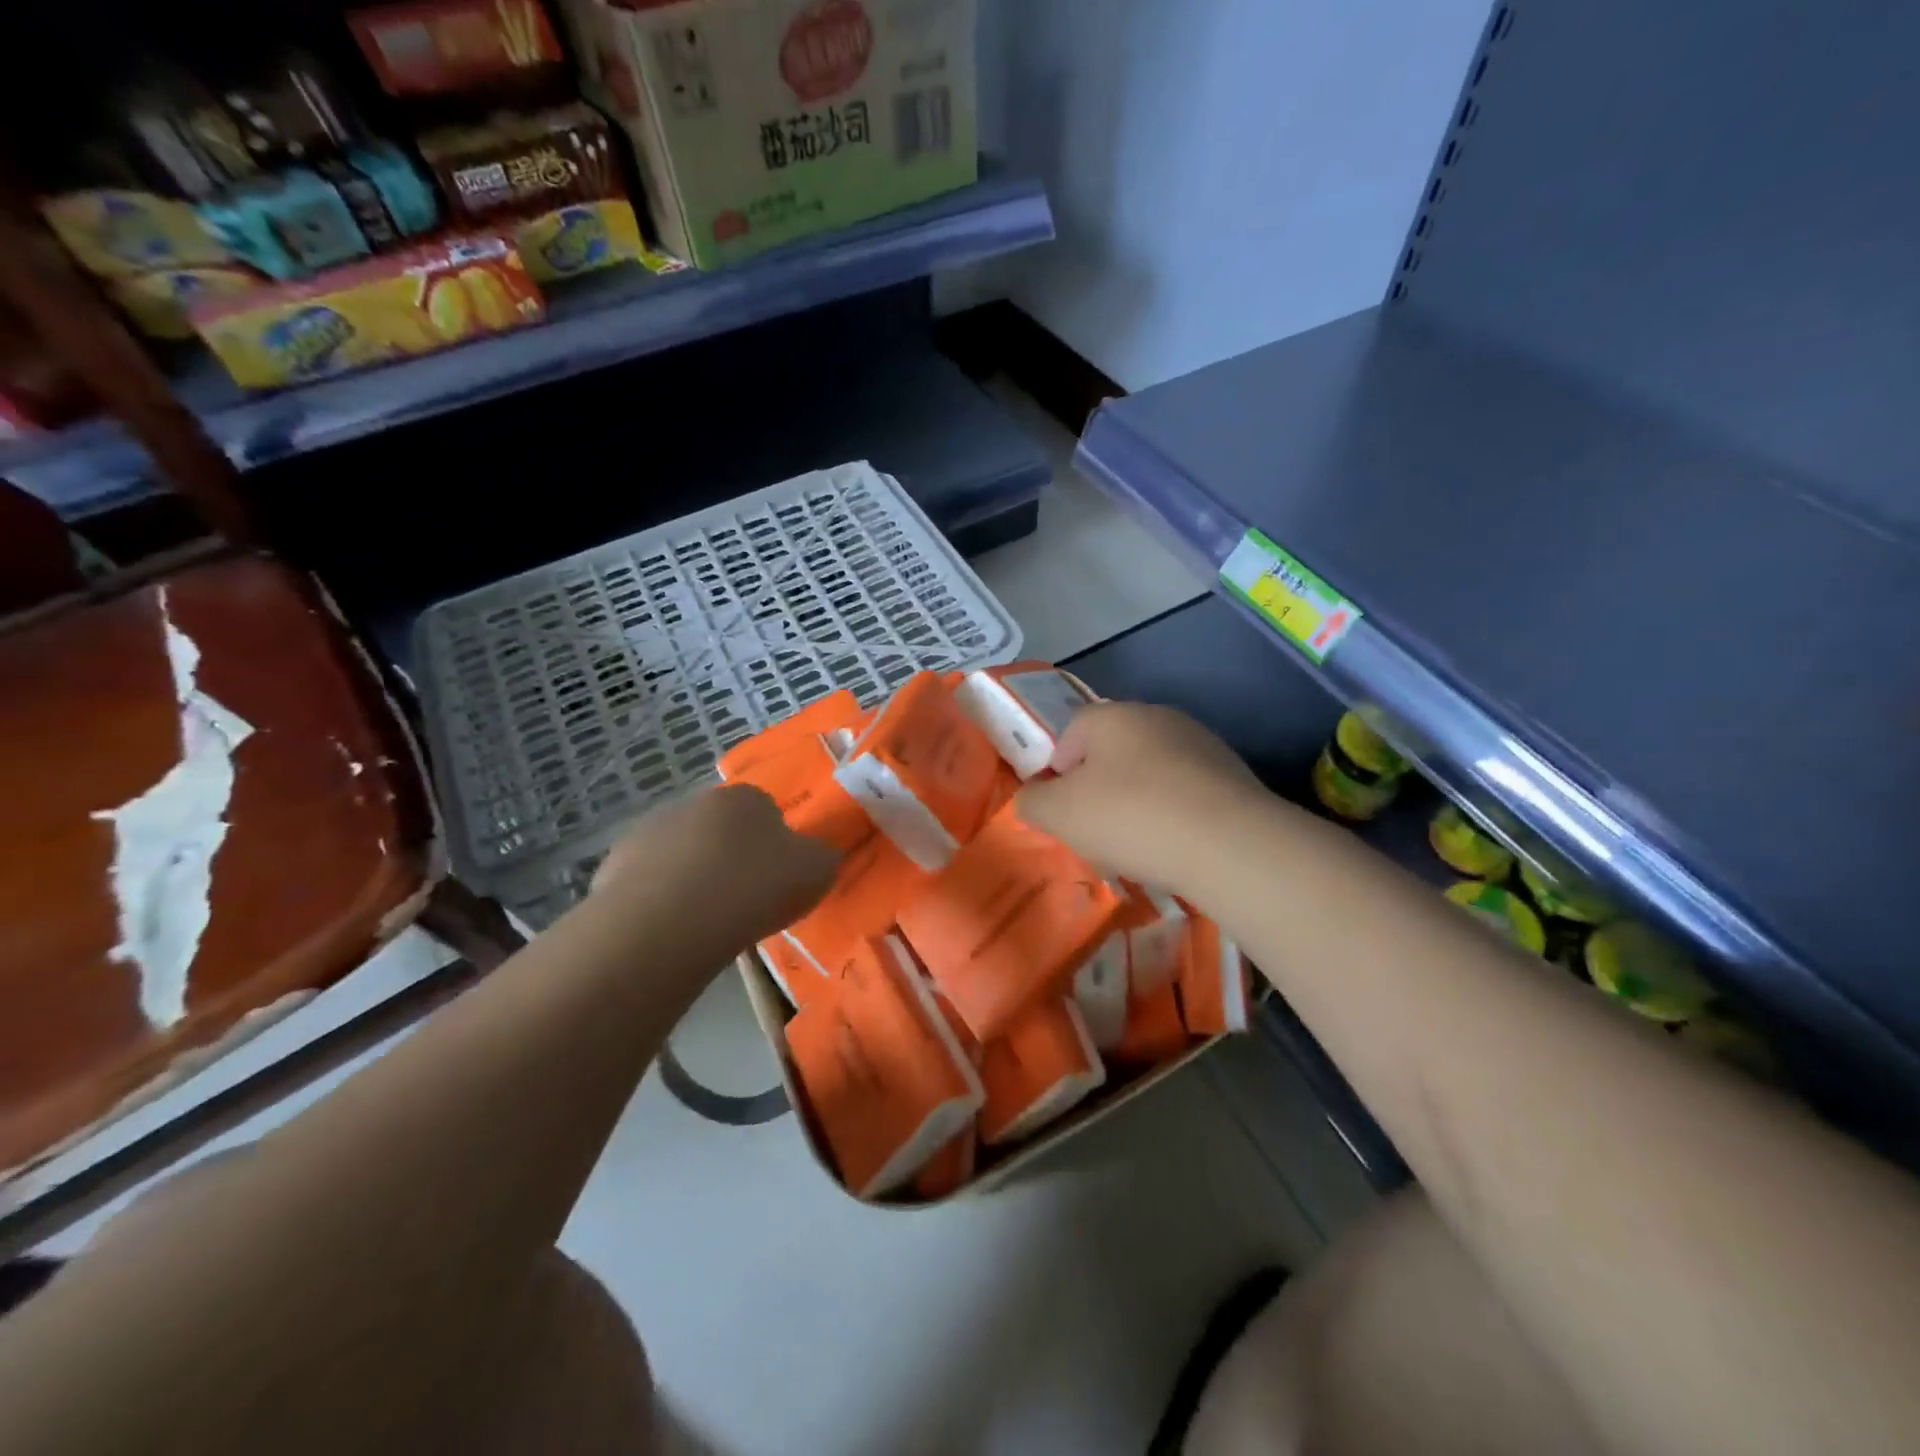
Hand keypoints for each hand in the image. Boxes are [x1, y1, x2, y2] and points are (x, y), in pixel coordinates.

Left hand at [591, 784, 839, 946]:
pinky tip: (670, 930)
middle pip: (720, 830)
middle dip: (730, 858)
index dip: (773, 846)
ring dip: (692, 877)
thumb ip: (821, 857)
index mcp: (746, 797)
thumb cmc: (754, 887)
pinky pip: (647, 882)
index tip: (776, 880)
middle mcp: (696, 802)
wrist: (669, 920)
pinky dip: (659, 900)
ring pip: (681, 854)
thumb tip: (815, 854)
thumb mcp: (816, 872)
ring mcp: (649, 830)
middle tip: (742, 901)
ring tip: (704, 922)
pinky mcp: (614, 865)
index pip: (766, 811)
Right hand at [1014, 702, 1270, 892]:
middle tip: (1096, 827)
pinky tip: (1175, 843)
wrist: (1230, 845)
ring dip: (1138, 798)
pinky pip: (1186, 789)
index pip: (1070, 731)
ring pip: (1151, 769)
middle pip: (1112, 748)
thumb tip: (1031, 797)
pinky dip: (1174, 810)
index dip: (1058, 769)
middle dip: (1099, 784)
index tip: (1063, 808)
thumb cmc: (1131, 817)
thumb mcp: (1060, 814)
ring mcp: (1200, 742)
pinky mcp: (1232, 774)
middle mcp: (1157, 717)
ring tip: (1138, 842)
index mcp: (1112, 715)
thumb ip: (1033, 801)